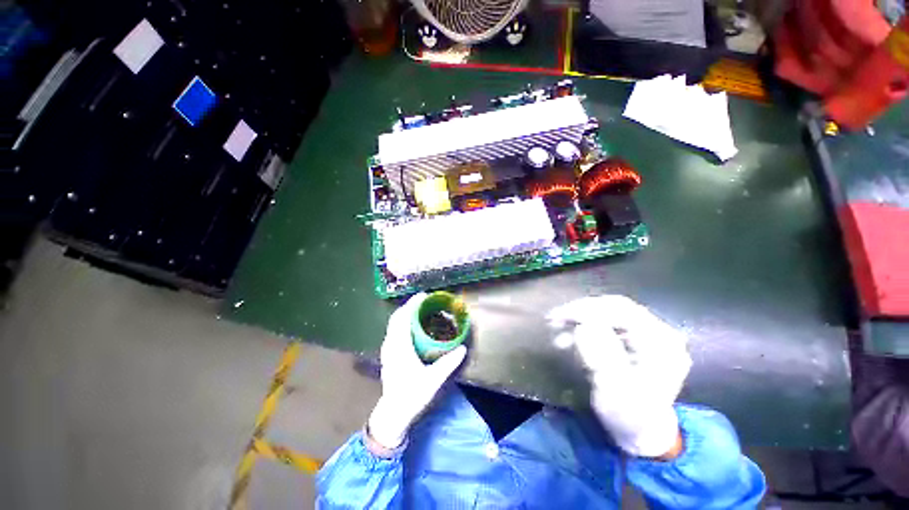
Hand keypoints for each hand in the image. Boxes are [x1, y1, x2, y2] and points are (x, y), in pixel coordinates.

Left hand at [367, 293, 467, 450]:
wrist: (395, 411)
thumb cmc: (412, 394)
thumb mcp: (434, 379)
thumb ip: (448, 363)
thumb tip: (462, 348)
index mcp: (399, 347)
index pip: (402, 318)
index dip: (412, 305)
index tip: (424, 296)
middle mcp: (390, 345)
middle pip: (396, 319)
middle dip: (409, 308)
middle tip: (426, 303)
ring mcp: (387, 352)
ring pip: (393, 327)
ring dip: (405, 317)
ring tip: (421, 315)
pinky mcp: (388, 358)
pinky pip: (394, 334)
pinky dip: (402, 327)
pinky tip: (414, 333)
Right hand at [548, 295, 691, 457]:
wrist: (644, 437)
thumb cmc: (628, 418)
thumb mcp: (612, 391)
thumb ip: (601, 355)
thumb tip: (584, 324)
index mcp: (661, 342)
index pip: (623, 312)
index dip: (588, 310)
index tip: (557, 317)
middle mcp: (663, 333)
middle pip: (621, 311)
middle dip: (586, 313)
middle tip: (554, 322)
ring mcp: (657, 338)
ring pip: (619, 318)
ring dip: (588, 322)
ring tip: (560, 334)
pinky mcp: (648, 345)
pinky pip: (620, 329)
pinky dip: (597, 331)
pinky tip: (578, 338)